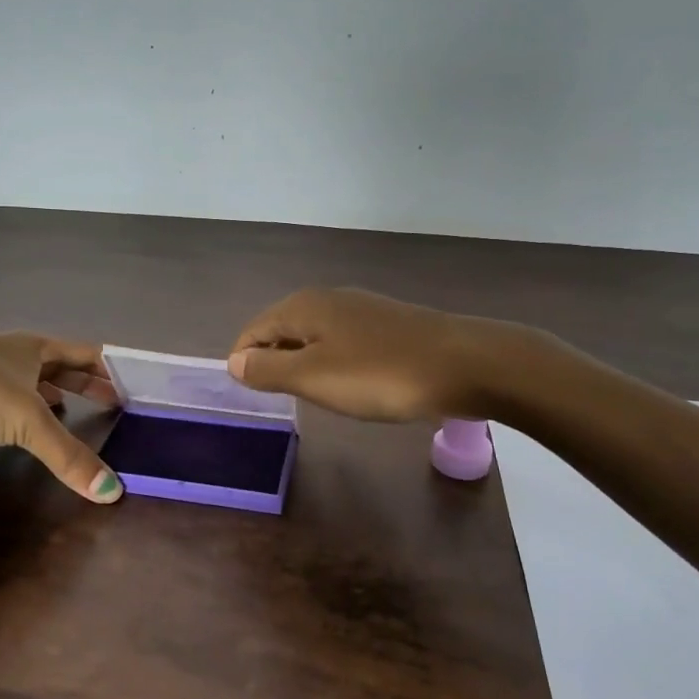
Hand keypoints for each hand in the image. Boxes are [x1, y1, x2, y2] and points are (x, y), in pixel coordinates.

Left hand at [0, 333, 123, 501]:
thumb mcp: (28, 421)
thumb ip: (69, 456)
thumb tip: (113, 493)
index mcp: (32, 348)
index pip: (82, 352)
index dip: (106, 367)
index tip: (128, 384)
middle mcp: (10, 355)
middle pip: (56, 366)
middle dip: (82, 382)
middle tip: (110, 401)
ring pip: (26, 382)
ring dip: (49, 395)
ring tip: (69, 411)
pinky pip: (1, 402)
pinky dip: (19, 412)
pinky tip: (18, 429)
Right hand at [227, 287, 528, 422]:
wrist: (464, 364)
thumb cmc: (379, 374)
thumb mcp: (313, 377)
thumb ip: (268, 369)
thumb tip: (233, 361)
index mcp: (303, 307)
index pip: (254, 330)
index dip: (244, 361)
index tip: (250, 395)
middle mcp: (328, 299)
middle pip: (283, 329)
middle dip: (273, 361)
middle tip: (278, 399)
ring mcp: (361, 309)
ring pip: (314, 336)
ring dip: (304, 363)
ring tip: (311, 396)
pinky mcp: (388, 325)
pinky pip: (343, 342)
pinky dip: (334, 362)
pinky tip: (350, 384)